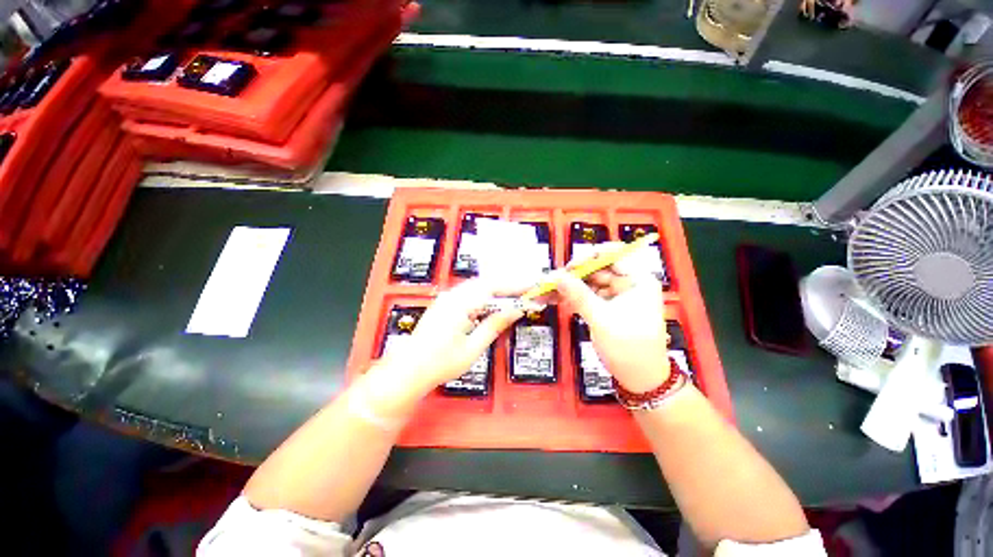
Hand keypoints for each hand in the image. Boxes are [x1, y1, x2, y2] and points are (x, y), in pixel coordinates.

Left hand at [377, 279, 523, 391]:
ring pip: (478, 287)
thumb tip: (516, 311)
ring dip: (497, 291)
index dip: (515, 285)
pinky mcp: (445, 304)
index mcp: (460, 303)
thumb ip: (495, 325)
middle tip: (527, 293)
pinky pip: (470, 294)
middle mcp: (453, 295)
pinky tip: (493, 305)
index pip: (494, 286)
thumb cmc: (440, 363)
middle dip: (508, 286)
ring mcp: (447, 298)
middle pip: (486, 283)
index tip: (532, 287)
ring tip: (515, 298)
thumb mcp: (473, 347)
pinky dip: (486, 296)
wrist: (409, 370)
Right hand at [553, 244, 669, 392]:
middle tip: (552, 279)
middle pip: (598, 268)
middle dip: (574, 274)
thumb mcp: (602, 320)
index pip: (614, 255)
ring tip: (548, 289)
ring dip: (570, 285)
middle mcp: (628, 283)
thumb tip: (556, 276)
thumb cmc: (629, 348)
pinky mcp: (607, 306)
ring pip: (590, 281)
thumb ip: (579, 295)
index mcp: (638, 280)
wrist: (640, 380)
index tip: (569, 266)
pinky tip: (556, 298)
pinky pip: (588, 294)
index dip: (590, 256)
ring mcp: (617, 294)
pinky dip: (573, 296)